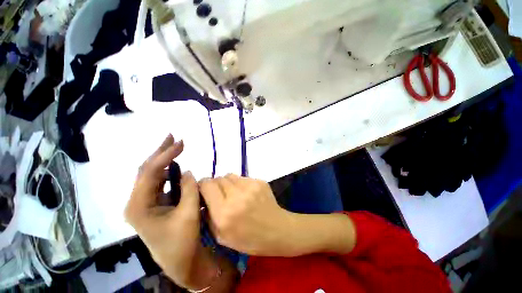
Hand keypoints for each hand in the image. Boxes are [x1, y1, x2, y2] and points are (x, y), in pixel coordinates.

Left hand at [124, 134, 217, 288]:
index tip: (181, 143)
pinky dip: (168, 170)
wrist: (180, 260)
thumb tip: (187, 171)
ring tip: (175, 145)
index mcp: (139, 205)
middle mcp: (137, 201)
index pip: (151, 172)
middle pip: (147, 170)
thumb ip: (189, 189)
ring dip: (164, 159)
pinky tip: (175, 163)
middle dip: (161, 152)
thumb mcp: (188, 214)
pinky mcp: (154, 203)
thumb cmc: (182, 241)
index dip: (166, 155)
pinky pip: (160, 181)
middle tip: (173, 136)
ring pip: (152, 174)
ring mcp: (145, 202)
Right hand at [200, 174, 356, 256]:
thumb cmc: (250, 239)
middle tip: (220, 194)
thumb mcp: (222, 237)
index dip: (203, 185)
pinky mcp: (259, 181)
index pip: (207, 185)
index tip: (204, 189)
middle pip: (218, 178)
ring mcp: (250, 186)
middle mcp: (236, 196)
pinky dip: (239, 183)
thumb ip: (209, 216)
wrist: (278, 230)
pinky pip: (242, 177)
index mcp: (224, 213)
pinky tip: (246, 193)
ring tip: (233, 193)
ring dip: (227, 183)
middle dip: (215, 185)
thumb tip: (204, 198)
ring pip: (230, 176)